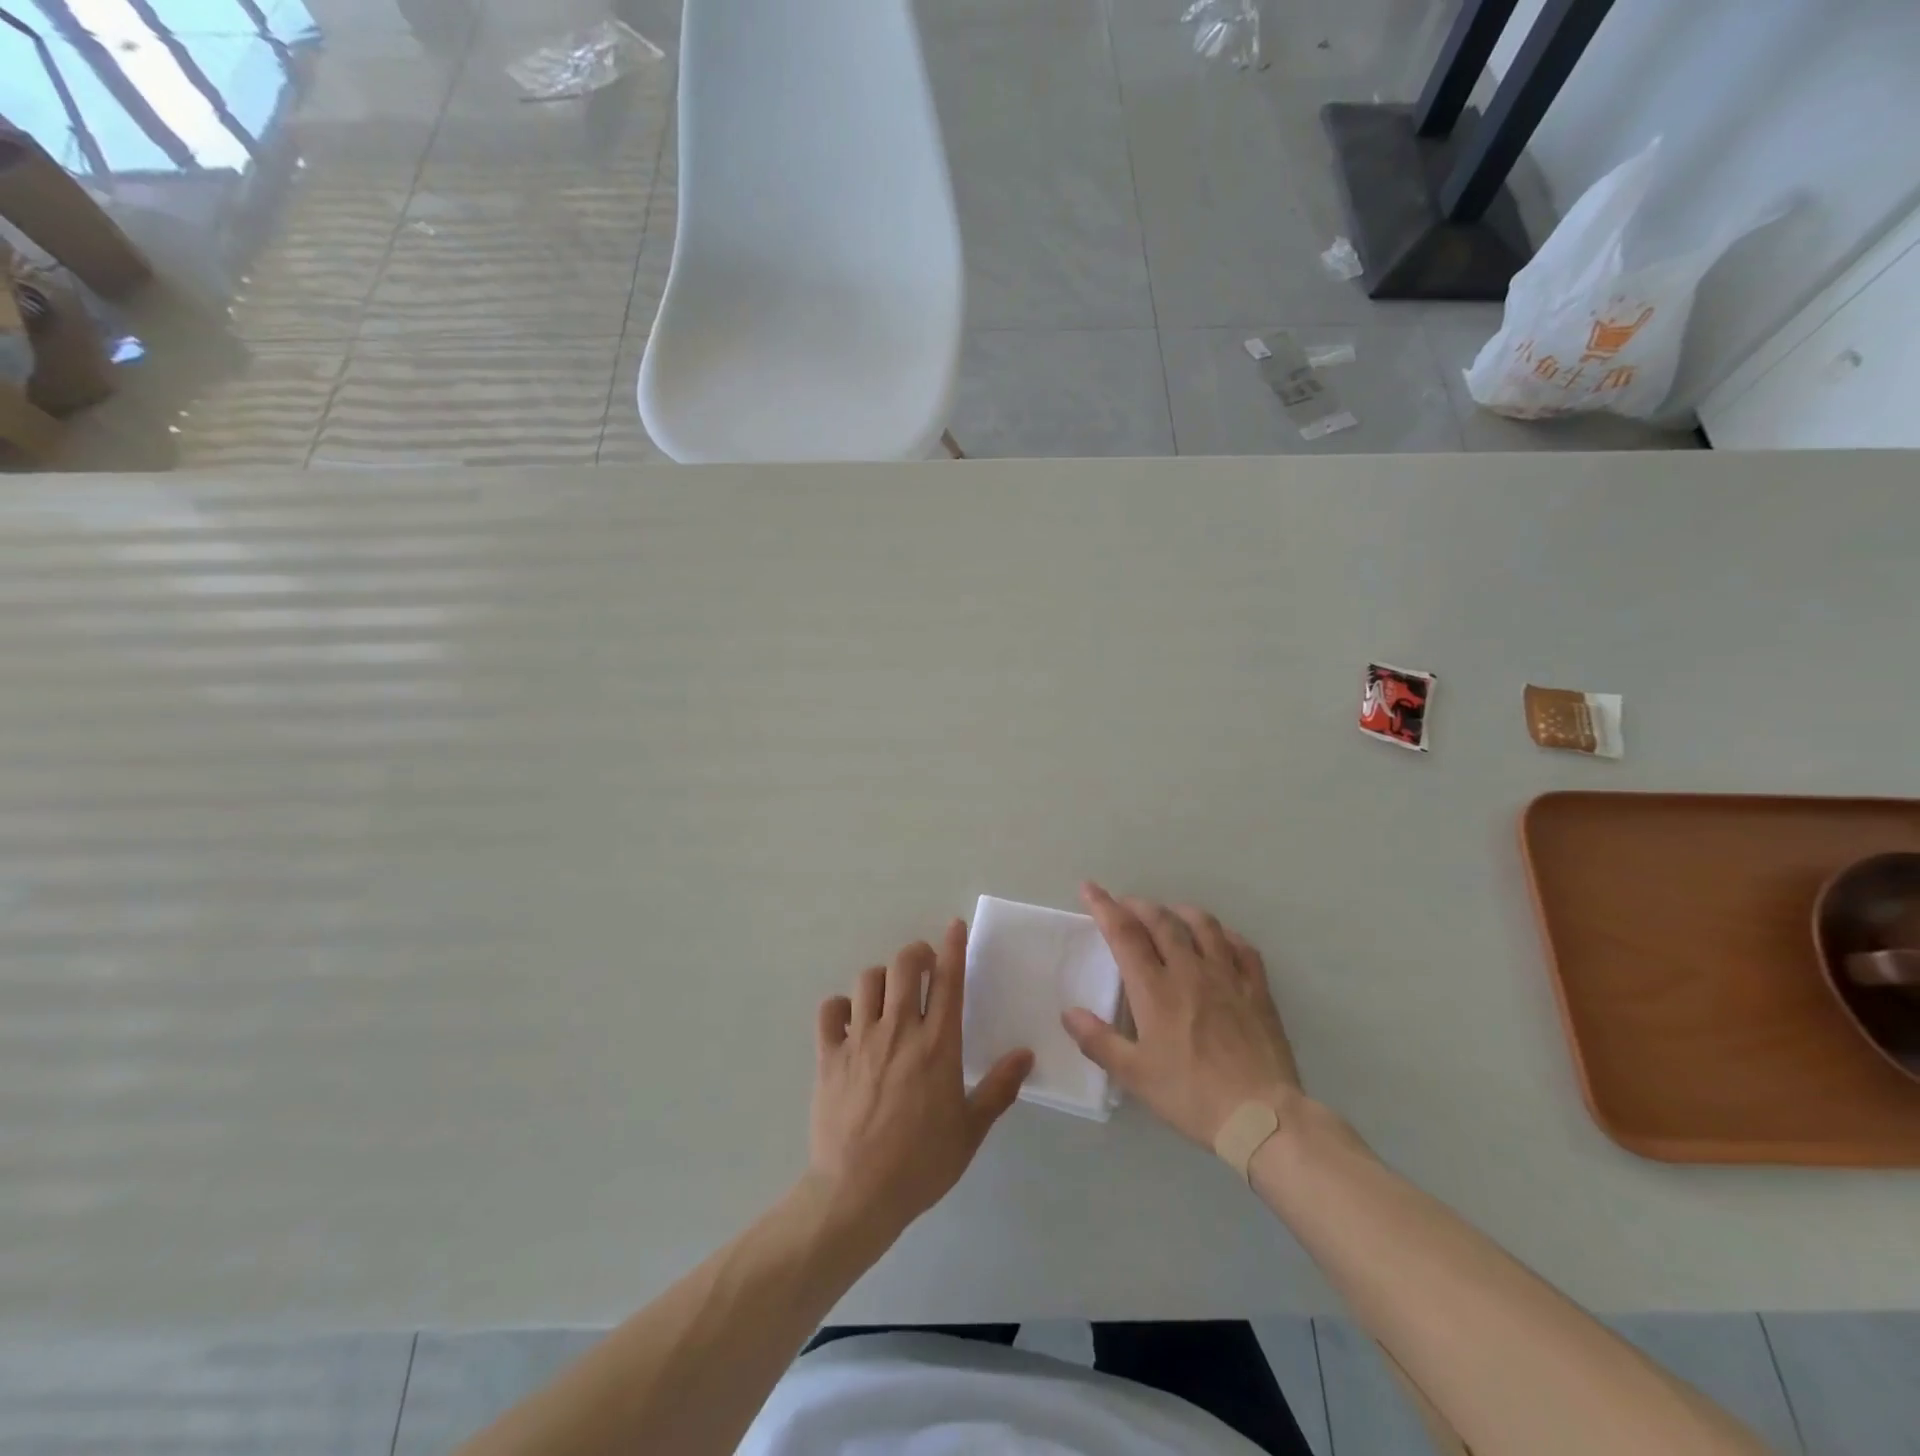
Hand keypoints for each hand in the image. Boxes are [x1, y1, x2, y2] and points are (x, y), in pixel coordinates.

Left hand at [808, 921, 1032, 1242]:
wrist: (857, 1193)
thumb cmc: (921, 1163)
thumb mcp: (970, 1130)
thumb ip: (999, 1088)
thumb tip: (1025, 1055)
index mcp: (938, 1044)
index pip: (948, 980)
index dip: (952, 947)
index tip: (954, 926)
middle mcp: (899, 1030)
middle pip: (904, 965)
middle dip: (915, 954)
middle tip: (922, 967)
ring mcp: (860, 1040)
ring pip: (867, 980)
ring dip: (880, 979)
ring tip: (887, 995)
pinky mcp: (829, 1055)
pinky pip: (829, 1010)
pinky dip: (839, 1007)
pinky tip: (849, 1021)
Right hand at [1063, 883, 1301, 1149]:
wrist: (1261, 1117)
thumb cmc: (1191, 1096)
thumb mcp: (1135, 1076)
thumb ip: (1098, 1041)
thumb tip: (1069, 1012)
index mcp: (1155, 990)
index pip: (1124, 934)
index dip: (1104, 906)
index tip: (1089, 888)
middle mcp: (1189, 971)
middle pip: (1161, 921)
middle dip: (1138, 905)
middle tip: (1124, 905)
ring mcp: (1227, 976)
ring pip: (1202, 925)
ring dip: (1179, 912)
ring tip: (1168, 914)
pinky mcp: (1257, 990)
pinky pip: (1241, 947)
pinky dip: (1224, 934)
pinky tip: (1218, 938)